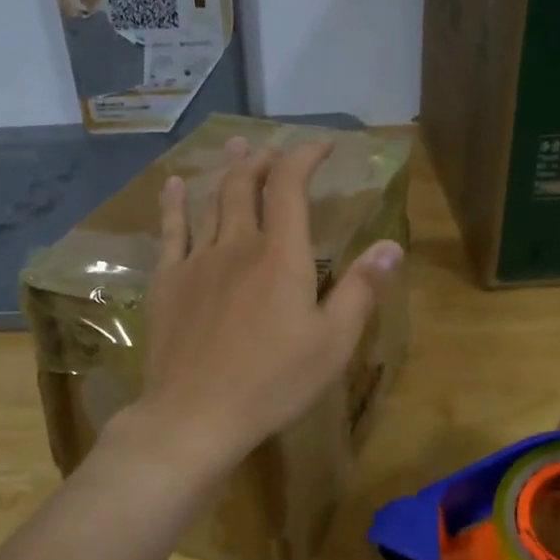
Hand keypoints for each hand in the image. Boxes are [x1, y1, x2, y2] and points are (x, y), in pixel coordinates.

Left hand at [126, 136, 402, 480]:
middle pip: (247, 186)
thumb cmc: (273, 382)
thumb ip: (360, 290)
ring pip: (211, 203)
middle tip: (272, 148)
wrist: (195, 413)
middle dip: (263, 161)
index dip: (305, 157)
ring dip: (226, 172)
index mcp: (280, 256)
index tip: (321, 146)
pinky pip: (170, 232)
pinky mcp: (167, 283)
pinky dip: (174, 204)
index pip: (291, 187)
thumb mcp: (332, 343)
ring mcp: (196, 262)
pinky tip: (174, 185)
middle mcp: (237, 245)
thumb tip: (391, 245)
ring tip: (234, 148)